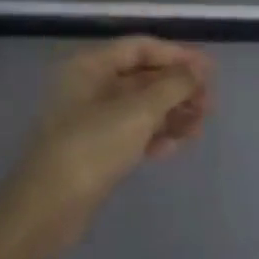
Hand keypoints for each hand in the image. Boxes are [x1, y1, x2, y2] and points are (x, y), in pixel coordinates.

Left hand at [7, 37, 211, 242]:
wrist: (47, 210)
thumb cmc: (92, 147)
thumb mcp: (138, 111)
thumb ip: (173, 85)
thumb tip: (198, 70)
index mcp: (90, 66)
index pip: (140, 48)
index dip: (177, 55)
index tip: (210, 71)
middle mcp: (88, 86)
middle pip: (142, 77)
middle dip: (178, 88)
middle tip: (210, 104)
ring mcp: (90, 120)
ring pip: (140, 107)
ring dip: (172, 113)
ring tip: (200, 127)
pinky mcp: (94, 150)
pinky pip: (132, 133)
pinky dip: (155, 135)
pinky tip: (178, 146)